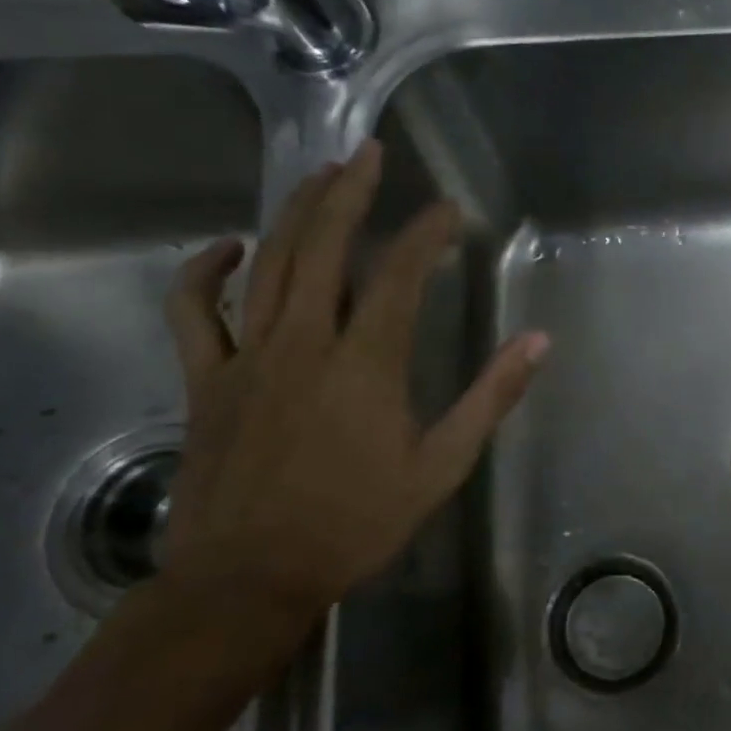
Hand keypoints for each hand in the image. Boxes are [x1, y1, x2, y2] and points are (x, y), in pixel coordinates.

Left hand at [158, 139, 547, 631]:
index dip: (426, 234)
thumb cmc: (356, 523)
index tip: (449, 210)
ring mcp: (247, 357)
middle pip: (324, 248)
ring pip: (268, 265)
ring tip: (320, 174)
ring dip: (295, 212)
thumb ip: (490, 398)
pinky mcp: (205, 380)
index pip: (399, 275)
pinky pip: (193, 311)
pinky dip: (205, 272)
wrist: (249, 578)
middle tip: (370, 152)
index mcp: (366, 363)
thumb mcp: (441, 466)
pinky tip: (230, 248)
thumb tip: (537, 343)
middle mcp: (304, 343)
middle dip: (350, 193)